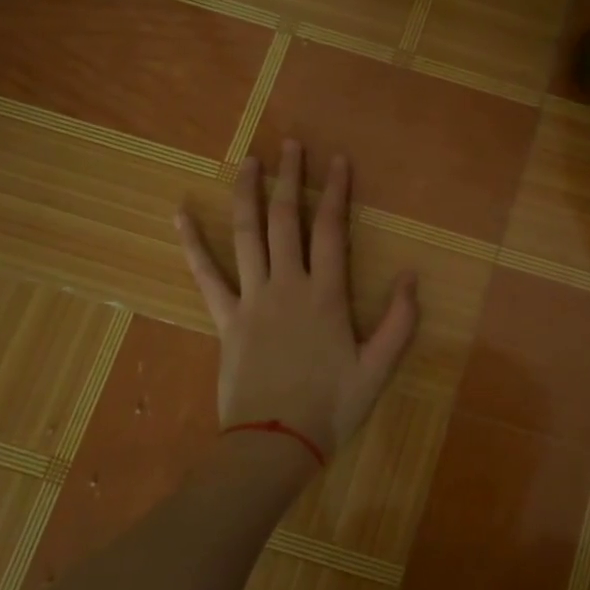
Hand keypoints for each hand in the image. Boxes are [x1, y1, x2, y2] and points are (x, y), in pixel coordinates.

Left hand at [176, 139, 417, 462]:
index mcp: (326, 295)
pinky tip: (179, 213)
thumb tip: (409, 275)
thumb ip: (400, 321)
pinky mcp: (225, 319)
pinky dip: (191, 243)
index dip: (336, 192)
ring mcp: (251, 300)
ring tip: (249, 161)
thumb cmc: (332, 407)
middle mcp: (287, 285)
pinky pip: (206, 275)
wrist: (274, 445)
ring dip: (248, 194)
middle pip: (287, 220)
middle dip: (291, 179)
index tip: (337, 160)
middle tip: (291, 144)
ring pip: (247, 236)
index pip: (332, 230)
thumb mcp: (379, 368)